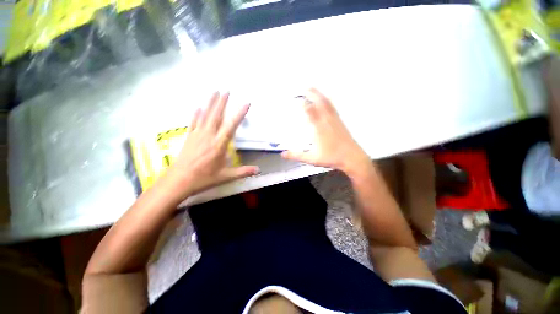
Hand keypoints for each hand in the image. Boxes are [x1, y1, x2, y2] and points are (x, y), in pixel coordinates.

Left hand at [163, 92, 258, 199]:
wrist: (179, 181)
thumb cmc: (204, 178)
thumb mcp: (226, 177)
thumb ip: (243, 172)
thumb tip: (259, 170)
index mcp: (219, 144)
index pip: (231, 126)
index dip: (240, 114)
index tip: (246, 103)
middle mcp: (208, 136)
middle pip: (216, 116)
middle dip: (222, 102)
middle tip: (227, 90)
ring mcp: (197, 135)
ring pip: (205, 116)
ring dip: (210, 103)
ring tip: (215, 92)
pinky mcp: (189, 137)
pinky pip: (193, 123)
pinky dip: (196, 114)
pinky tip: (198, 107)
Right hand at [281, 88, 370, 174]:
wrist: (352, 158)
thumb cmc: (332, 157)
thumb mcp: (312, 158)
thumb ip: (296, 155)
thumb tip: (283, 154)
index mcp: (319, 128)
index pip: (309, 112)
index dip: (303, 104)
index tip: (297, 99)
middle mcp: (326, 121)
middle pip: (319, 103)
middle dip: (311, 94)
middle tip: (305, 88)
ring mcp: (334, 120)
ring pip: (326, 103)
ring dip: (319, 95)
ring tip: (313, 89)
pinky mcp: (340, 122)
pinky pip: (332, 108)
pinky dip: (327, 101)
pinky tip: (326, 100)